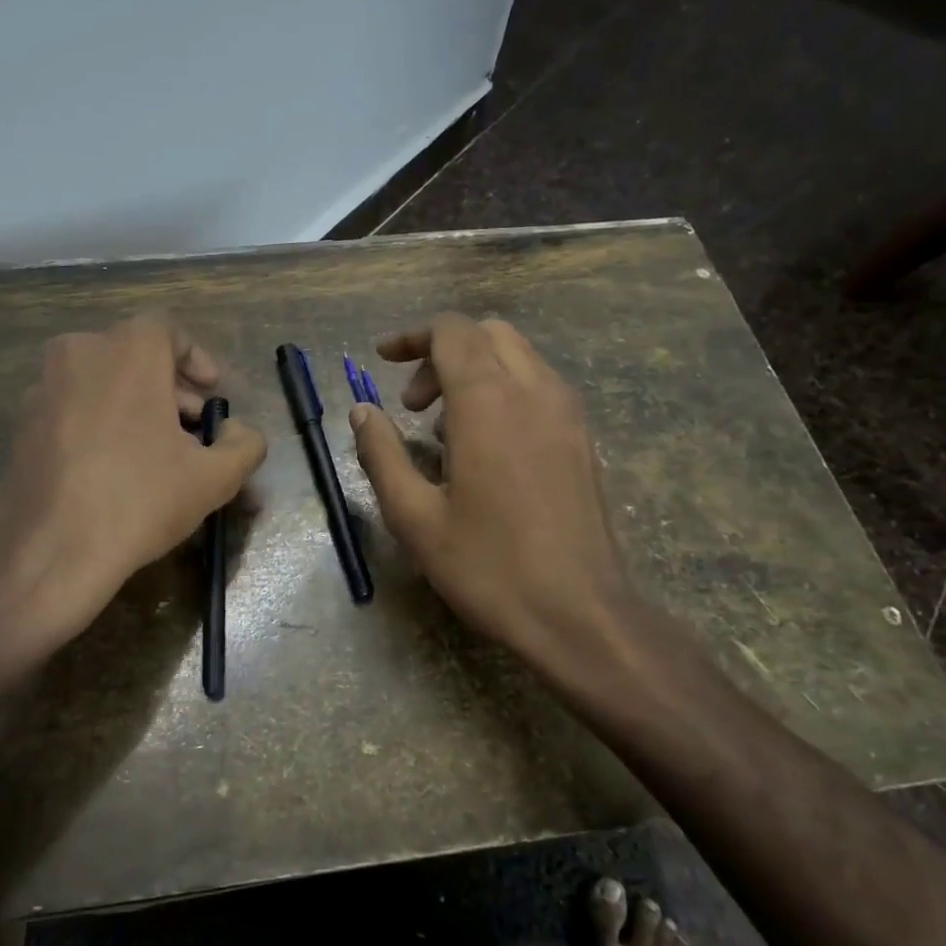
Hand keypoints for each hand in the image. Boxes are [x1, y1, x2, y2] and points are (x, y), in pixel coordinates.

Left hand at [0, 316, 266, 670]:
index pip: (168, 331)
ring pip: (102, 380)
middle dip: (170, 388)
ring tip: (157, 452)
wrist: (48, 551)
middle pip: (135, 355)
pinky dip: (100, 421)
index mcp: (127, 350)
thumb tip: (241, 433)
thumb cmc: (139, 499)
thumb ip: (244, 445)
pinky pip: (73, 406)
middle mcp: (80, 353)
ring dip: (135, 404)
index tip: (212, 396)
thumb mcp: (214, 478)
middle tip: (193, 429)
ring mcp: (43, 387)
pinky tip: (115, 468)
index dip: (197, 361)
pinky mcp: (21, 423)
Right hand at [348, 313, 638, 682]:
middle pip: (486, 334)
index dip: (411, 337)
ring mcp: (567, 412)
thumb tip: (362, 412)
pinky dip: (505, 390)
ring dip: (475, 370)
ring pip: (518, 356)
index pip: (450, 331)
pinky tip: (487, 446)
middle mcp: (533, 390)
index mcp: (487, 400)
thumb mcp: (414, 516)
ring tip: (445, 429)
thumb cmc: (488, 566)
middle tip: (412, 405)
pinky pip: (540, 386)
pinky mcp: (584, 438)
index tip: (381, 359)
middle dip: (442, 353)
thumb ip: (382, 454)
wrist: (580, 614)